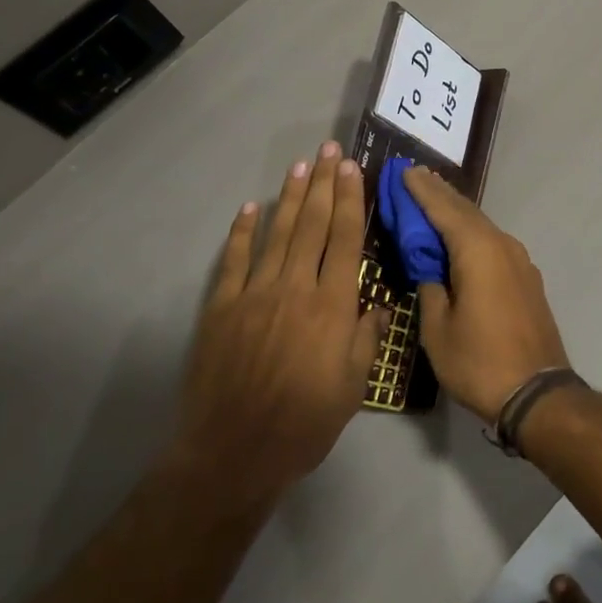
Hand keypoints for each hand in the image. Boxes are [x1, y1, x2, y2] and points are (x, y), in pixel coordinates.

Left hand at [172, 143, 385, 504]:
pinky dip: (243, 232)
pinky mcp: (222, 307)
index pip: (344, 239)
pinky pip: (235, 260)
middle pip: (312, 225)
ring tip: (300, 167)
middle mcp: (296, 287)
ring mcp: (255, 294)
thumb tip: (378, 306)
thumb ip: (367, 338)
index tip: (352, 169)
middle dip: (323, 184)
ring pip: (277, 233)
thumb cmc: (305, 422)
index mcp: (332, 305)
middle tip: (328, 150)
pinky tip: (250, 208)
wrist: (235, 451)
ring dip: (290, 197)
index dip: (350, 200)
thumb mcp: (353, 387)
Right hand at [403, 166, 570, 423]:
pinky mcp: (526, 277)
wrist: (538, 393)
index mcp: (478, 251)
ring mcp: (519, 260)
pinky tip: (460, 237)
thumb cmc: (479, 362)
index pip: (443, 209)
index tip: (403, 170)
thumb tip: (429, 267)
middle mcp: (502, 245)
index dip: (421, 190)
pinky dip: (472, 232)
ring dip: (456, 211)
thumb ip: (430, 288)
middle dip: (438, 193)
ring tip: (432, 199)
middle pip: (465, 211)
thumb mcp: (438, 328)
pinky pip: (493, 242)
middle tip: (414, 176)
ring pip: (482, 225)